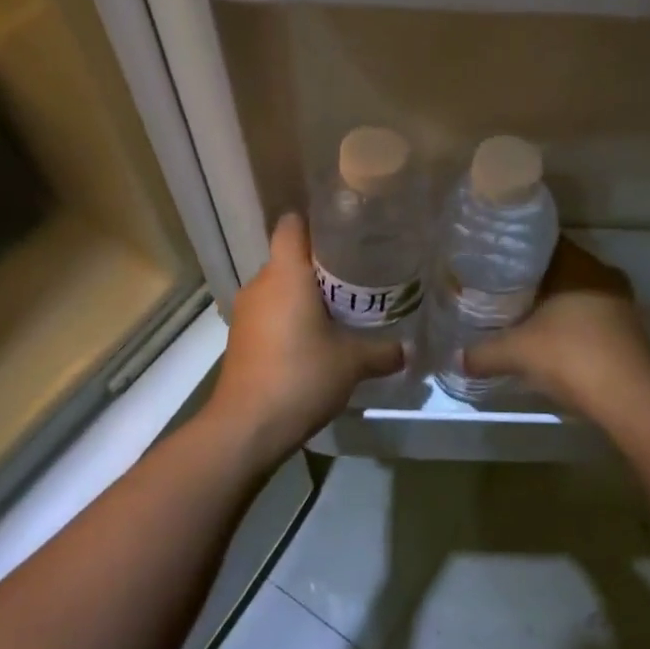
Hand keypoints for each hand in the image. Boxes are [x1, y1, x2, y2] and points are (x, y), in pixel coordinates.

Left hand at [207, 214, 404, 458]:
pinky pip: (270, 313)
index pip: (292, 224)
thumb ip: (383, 351)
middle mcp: (260, 284)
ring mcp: (245, 312)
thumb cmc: (301, 376)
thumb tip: (408, 350)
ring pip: (279, 288)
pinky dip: (290, 318)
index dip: (316, 221)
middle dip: (320, 265)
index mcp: (285, 274)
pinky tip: (315, 339)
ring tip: (340, 308)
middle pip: (289, 258)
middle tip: (357, 275)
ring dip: (304, 295)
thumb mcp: (352, 363)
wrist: (247, 426)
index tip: (345, 231)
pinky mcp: (241, 338)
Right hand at [462, 239, 649, 415]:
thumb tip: (456, 358)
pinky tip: (550, 340)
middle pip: (560, 269)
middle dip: (533, 279)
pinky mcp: (629, 331)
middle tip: (500, 289)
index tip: (493, 261)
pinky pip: (591, 317)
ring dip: (554, 304)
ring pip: (578, 293)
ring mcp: (620, 303)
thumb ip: (483, 352)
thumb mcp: (517, 353)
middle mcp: (602, 274)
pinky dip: (571, 324)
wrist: (629, 399)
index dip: (517, 251)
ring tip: (521, 314)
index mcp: (578, 265)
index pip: (544, 242)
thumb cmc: (571, 357)